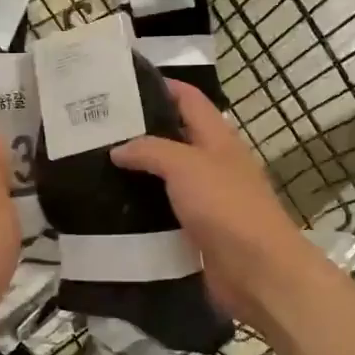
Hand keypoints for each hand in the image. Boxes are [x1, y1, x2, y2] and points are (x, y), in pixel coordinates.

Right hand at [110, 81, 329, 323]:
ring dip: (139, 172)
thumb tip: (118, 149)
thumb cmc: (226, 207)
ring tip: (96, 167)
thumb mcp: (186, 166)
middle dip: (140, 131)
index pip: (189, 99)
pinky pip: (166, 211)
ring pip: (168, 176)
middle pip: (175, 137)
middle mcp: (214, 164)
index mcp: (218, 138)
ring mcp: (208, 199)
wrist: (257, 271)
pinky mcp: (198, 231)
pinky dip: (144, 208)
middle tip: (96, 130)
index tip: (122, 83)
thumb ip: (151, 151)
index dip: (161, 85)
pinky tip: (114, 209)